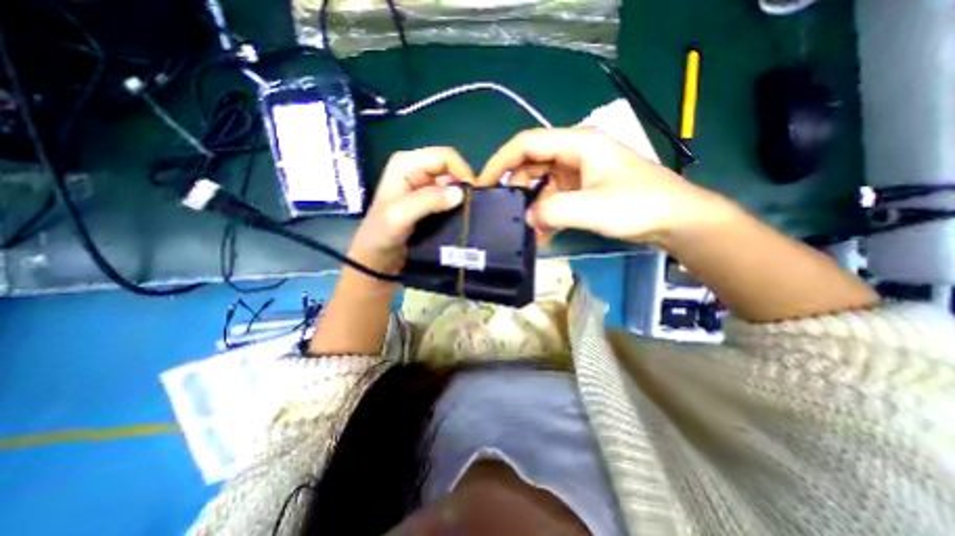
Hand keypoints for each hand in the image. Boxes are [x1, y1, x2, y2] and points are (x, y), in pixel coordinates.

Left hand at [350, 148, 475, 276]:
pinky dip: (457, 205)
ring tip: (467, 214)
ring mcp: (422, 185)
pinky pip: (449, 196)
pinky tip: (459, 217)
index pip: (444, 157)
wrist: (376, 256)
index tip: (472, 197)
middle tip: (471, 208)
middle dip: (463, 185)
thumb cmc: (381, 234)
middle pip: (450, 168)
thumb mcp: (400, 215)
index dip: (462, 172)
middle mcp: (415, 169)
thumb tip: (461, 193)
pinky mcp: (427, 200)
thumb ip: (428, 201)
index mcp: (406, 163)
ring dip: (461, 197)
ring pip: (452, 183)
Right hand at [482, 127, 728, 244]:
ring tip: (530, 230)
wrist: (675, 219)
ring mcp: (578, 172)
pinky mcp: (582, 188)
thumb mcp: (593, 208)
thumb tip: (527, 217)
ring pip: (540, 183)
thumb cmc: (639, 206)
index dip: (500, 161)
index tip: (483, 185)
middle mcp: (574, 152)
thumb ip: (553, 211)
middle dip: (516, 188)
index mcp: (577, 143)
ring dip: (532, 206)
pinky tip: (544, 233)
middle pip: (531, 163)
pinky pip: (553, 197)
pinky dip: (545, 213)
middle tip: (509, 214)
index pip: (526, 143)